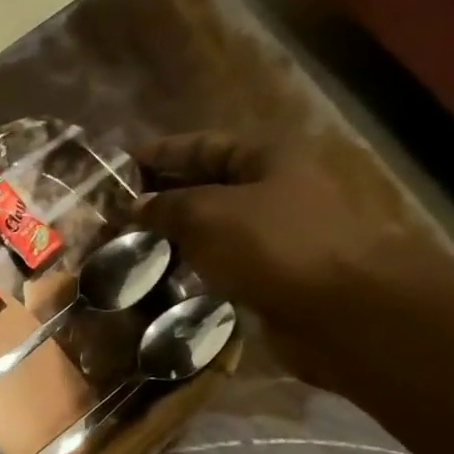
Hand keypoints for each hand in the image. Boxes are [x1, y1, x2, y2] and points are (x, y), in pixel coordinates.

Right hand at [134, 132, 453, 323]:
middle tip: (113, 214)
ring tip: (129, 247)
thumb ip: (165, 206)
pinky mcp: (273, 271)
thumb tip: (134, 206)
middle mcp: (275, 186)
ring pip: (213, 226)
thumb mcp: (206, 215)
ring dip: (174, 235)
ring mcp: (276, 231)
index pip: (201, 145)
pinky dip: (193, 265)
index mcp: (267, 156)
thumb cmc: (274, 246)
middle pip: (207, 184)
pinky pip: (222, 260)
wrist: (340, 307)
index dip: (158, 155)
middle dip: (162, 197)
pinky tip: (164, 276)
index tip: (115, 171)